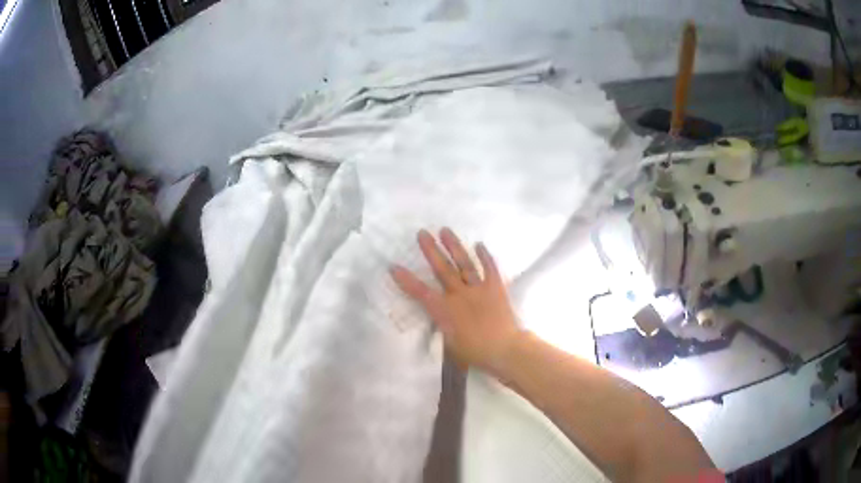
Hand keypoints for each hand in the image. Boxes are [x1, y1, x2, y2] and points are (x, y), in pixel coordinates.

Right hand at [390, 228, 521, 372]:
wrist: (504, 349)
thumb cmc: (475, 353)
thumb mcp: (451, 345)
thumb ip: (444, 327)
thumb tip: (439, 319)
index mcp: (445, 310)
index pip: (421, 292)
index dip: (406, 280)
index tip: (394, 266)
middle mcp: (459, 295)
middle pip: (442, 269)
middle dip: (431, 250)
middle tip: (422, 232)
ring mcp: (478, 289)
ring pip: (464, 264)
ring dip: (454, 246)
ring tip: (445, 230)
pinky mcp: (496, 288)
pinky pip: (490, 269)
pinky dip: (485, 256)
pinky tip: (479, 244)